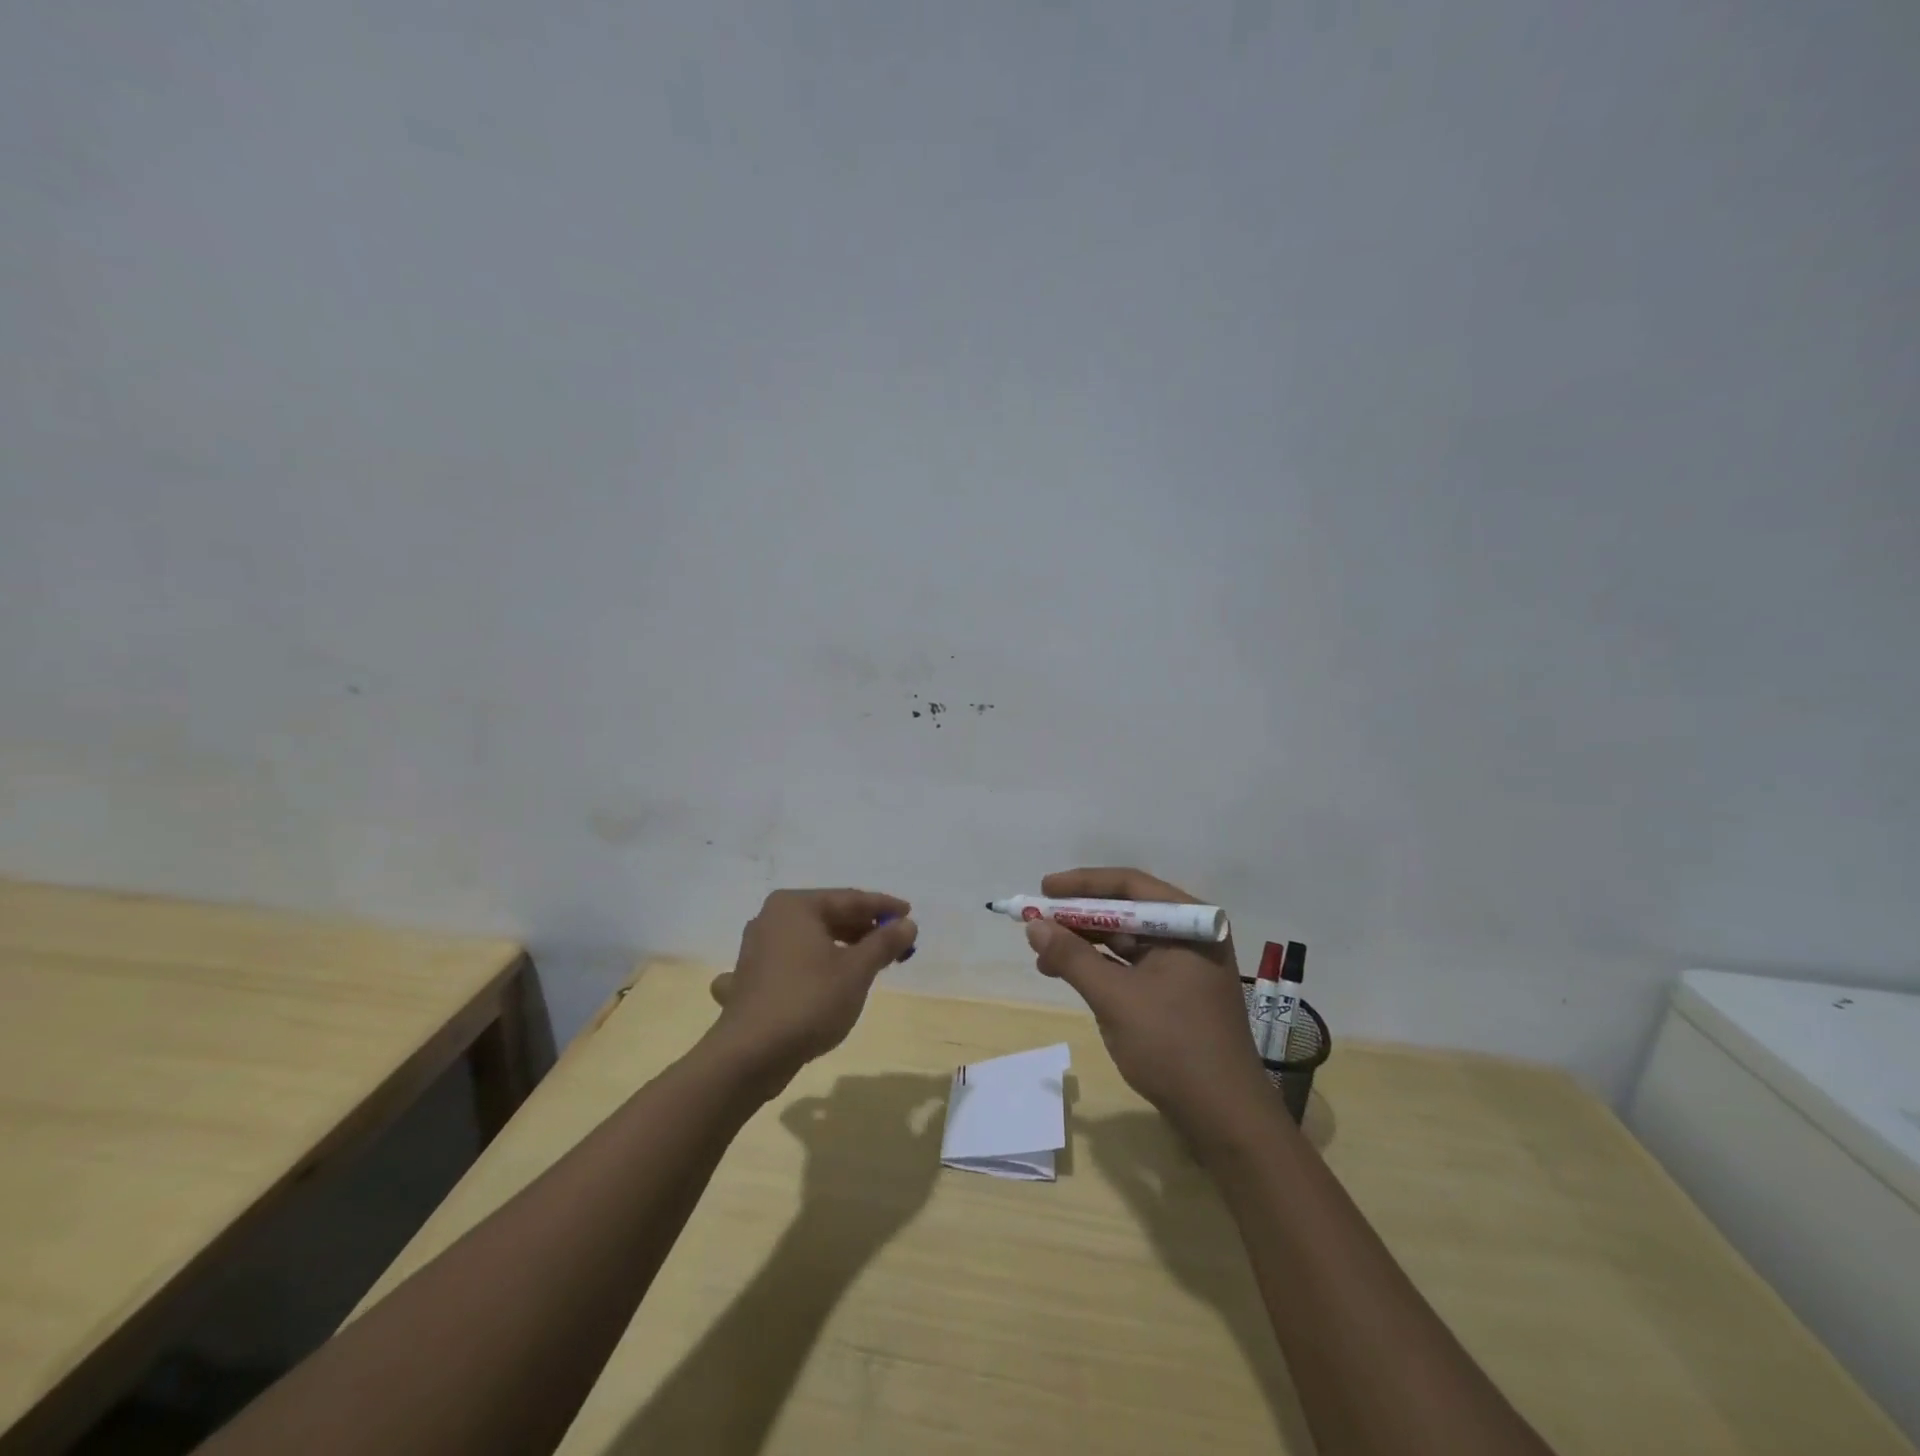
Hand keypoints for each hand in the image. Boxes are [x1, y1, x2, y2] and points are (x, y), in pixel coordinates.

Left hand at [707, 888, 917, 1090]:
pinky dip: (811, 968)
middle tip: (894, 943)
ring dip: (840, 949)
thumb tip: (907, 924)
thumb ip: (884, 943)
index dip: (883, 907)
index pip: (849, 898)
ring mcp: (756, 949)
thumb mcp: (857, 971)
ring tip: (869, 962)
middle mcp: (771, 918)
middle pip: (828, 916)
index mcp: (795, 906)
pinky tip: (819, 980)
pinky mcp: (750, 979)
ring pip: (809, 940)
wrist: (750, 1056)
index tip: (910, 915)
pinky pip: (790, 963)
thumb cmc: (809, 1001)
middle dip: (863, 930)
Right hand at [1025, 868, 1271, 1140]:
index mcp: (1191, 924)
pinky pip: (1133, 965)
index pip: (1130, 885)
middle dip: (1079, 917)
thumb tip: (1033, 926)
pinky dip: (1101, 967)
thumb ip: (1072, 957)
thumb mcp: (1115, 998)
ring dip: (1086, 944)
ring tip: (1044, 955)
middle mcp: (1192, 936)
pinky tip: (1070, 974)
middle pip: (1127, 911)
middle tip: (1037, 923)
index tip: (1044, 889)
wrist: (1225, 1119)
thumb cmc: (1173, 1046)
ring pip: (1127, 940)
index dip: (1082, 884)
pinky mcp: (1178, 993)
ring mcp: (1187, 966)